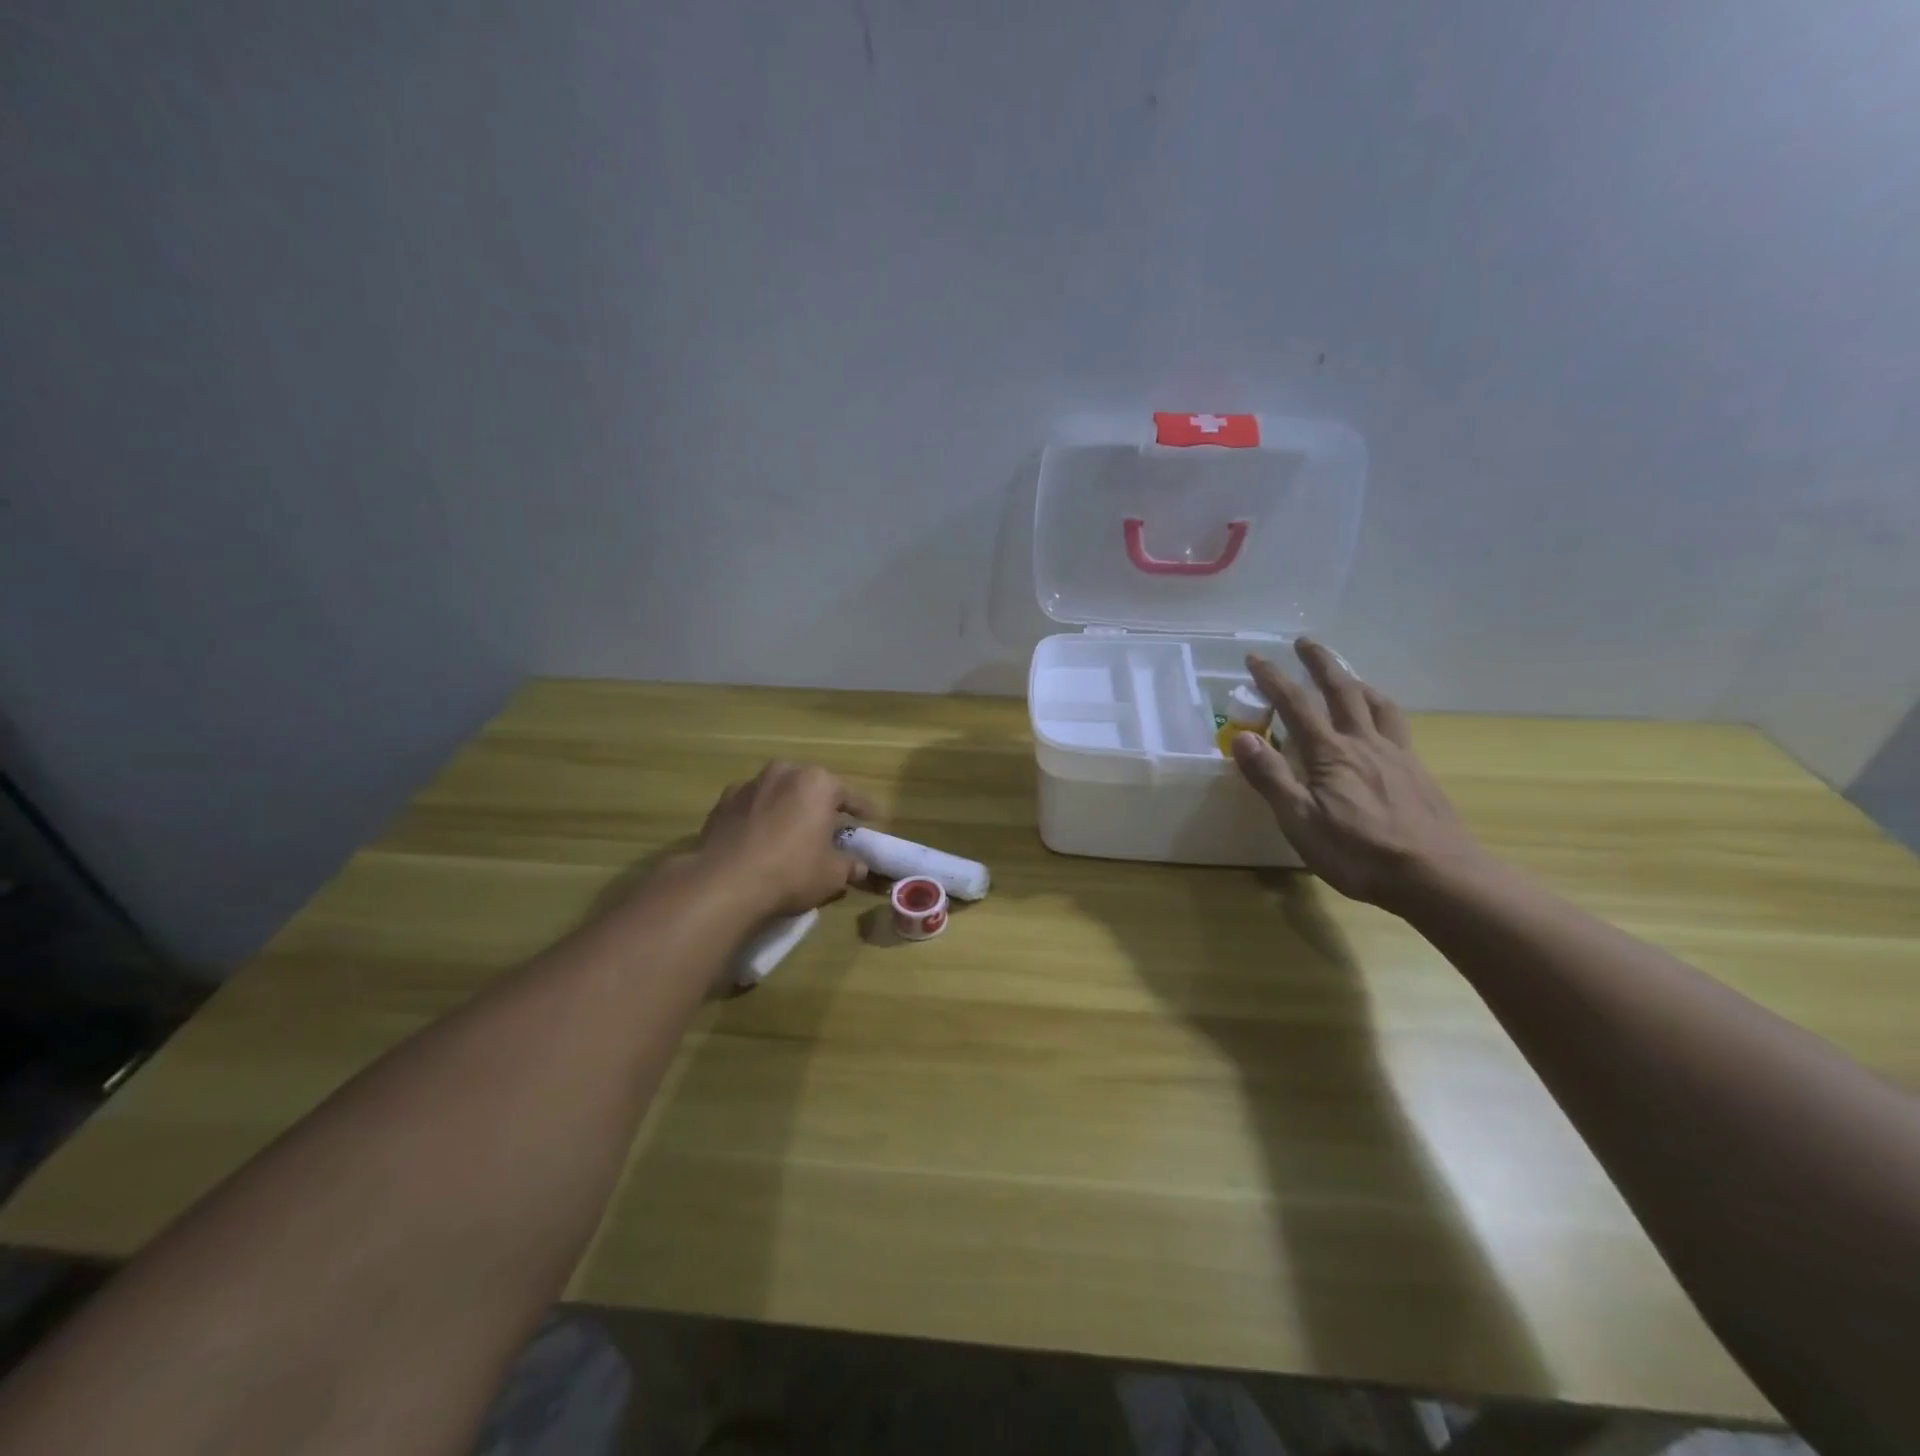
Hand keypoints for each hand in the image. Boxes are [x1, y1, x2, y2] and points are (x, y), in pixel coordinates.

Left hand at [696, 761, 873, 915]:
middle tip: (829, 828)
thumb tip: (859, 868)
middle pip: (810, 789)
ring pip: (778, 794)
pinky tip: (760, 840)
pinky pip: (751, 809)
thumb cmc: (791, 872)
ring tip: (792, 834)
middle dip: (820, 805)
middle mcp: (783, 773)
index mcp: (817, 783)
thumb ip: (849, 866)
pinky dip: (759, 820)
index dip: (864, 810)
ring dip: (788, 809)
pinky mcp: (722, 804)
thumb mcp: (832, 875)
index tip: (873, 819)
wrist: (724, 884)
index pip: (850, 795)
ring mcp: (748, 786)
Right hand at [1230, 640, 1488, 912]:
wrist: (1437, 875)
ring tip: (1346, 673)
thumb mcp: (1299, 820)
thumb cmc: (1358, 852)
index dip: (1273, 679)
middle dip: (1320, 663)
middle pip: (1341, 690)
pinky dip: (1382, 708)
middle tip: (1304, 642)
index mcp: (1330, 753)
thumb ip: (1270, 777)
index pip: (1295, 705)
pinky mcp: (1416, 771)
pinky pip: (1397, 725)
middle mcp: (1363, 743)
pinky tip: (1381, 720)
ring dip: (1356, 681)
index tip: (1255, 657)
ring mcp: (1395, 755)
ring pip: (1375, 703)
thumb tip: (1241, 736)